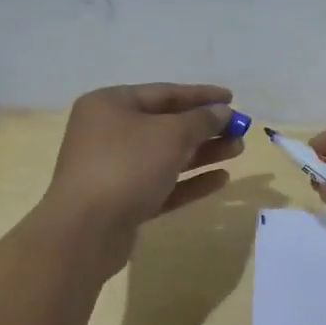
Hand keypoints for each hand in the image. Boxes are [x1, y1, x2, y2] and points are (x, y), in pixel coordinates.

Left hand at [42, 84, 242, 269]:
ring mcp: (114, 169)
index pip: (164, 93)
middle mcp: (108, 133)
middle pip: (166, 125)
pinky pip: (162, 184)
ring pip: (166, 156)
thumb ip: (201, 120)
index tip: (232, 98)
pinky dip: (190, 180)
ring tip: (237, 150)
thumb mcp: (171, 135)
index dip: (201, 95)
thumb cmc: (126, 166)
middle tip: (239, 130)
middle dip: (205, 128)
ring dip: (203, 153)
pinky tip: (221, 179)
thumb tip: (222, 111)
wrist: (85, 231)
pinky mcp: (123, 202)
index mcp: (110, 105)